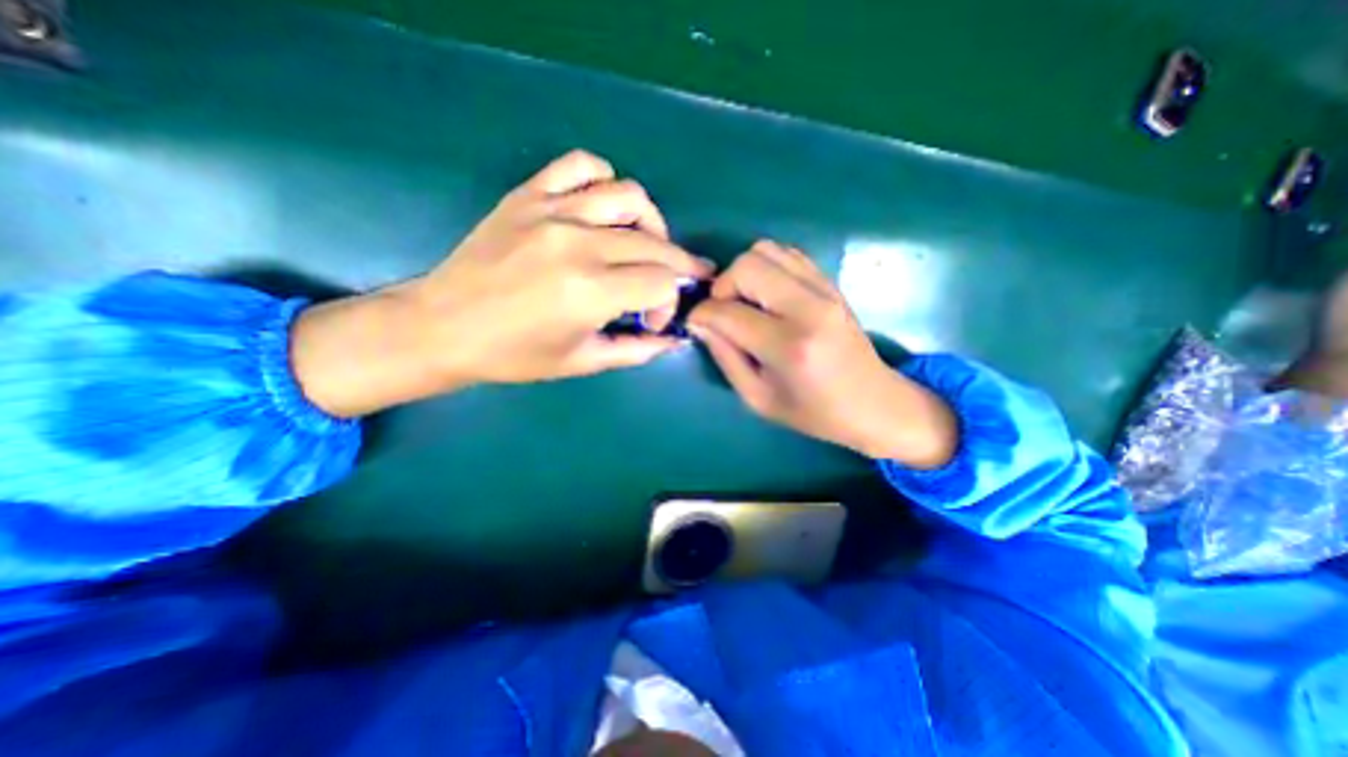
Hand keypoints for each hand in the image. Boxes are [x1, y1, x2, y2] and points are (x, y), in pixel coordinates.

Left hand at [289, 149, 709, 416]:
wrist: (442, 327)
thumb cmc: (514, 355)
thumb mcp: (583, 362)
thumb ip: (637, 350)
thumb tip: (674, 340)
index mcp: (591, 292)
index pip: (663, 282)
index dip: (669, 303)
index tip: (651, 321)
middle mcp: (579, 244)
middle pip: (655, 242)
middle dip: (677, 266)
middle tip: (673, 284)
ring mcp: (553, 212)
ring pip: (630, 196)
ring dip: (651, 224)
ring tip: (645, 245)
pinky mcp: (529, 195)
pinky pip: (581, 166)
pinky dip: (605, 181)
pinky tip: (604, 208)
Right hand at [685, 244, 958, 467]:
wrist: (874, 402)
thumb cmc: (814, 412)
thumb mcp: (758, 398)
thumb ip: (725, 357)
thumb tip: (699, 322)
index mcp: (788, 346)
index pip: (727, 312)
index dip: (701, 315)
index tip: (696, 324)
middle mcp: (808, 308)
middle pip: (746, 266)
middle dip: (722, 287)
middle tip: (724, 313)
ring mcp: (824, 290)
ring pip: (765, 251)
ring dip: (743, 274)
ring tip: (745, 303)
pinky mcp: (830, 282)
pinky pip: (787, 254)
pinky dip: (767, 268)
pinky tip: (767, 296)